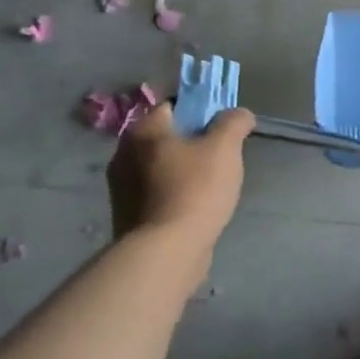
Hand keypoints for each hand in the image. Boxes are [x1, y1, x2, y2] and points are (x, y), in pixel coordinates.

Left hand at [107, 105, 254, 250]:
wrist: (165, 252)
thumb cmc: (195, 190)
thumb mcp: (225, 148)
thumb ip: (234, 122)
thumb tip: (239, 114)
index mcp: (143, 130)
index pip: (174, 106)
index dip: (201, 111)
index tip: (222, 128)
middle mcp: (123, 153)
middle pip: (167, 137)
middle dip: (193, 143)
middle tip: (221, 158)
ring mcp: (121, 187)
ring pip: (161, 166)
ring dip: (183, 171)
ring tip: (211, 187)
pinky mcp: (126, 215)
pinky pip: (157, 193)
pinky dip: (174, 194)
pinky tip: (195, 208)